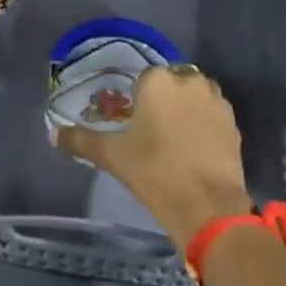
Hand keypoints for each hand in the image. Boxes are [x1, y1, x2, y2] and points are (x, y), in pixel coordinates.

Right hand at [56, 65, 252, 250]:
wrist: (207, 205)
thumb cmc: (154, 172)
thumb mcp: (112, 156)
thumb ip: (81, 140)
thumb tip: (52, 133)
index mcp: (158, 79)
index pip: (144, 80)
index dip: (138, 103)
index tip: (135, 126)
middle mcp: (189, 80)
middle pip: (171, 85)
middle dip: (164, 103)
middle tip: (153, 135)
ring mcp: (215, 100)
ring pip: (194, 97)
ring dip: (186, 111)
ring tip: (175, 143)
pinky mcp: (233, 122)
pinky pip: (212, 115)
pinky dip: (204, 126)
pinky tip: (196, 150)